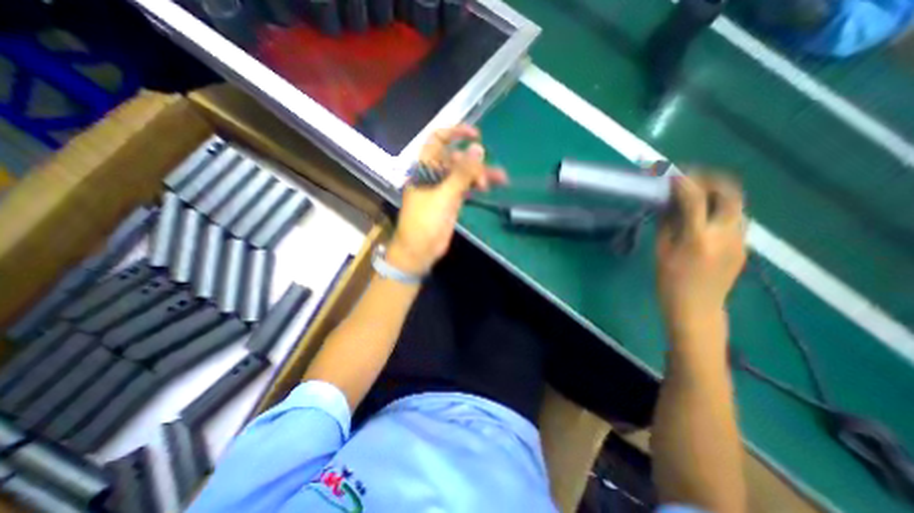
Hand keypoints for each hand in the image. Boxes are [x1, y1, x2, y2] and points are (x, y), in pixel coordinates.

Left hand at [386, 124, 510, 275]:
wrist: (420, 250)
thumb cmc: (425, 221)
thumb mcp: (444, 195)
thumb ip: (461, 173)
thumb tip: (478, 148)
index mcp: (424, 168)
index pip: (438, 141)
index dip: (455, 133)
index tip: (476, 135)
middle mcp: (434, 174)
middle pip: (457, 159)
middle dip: (474, 163)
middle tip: (486, 176)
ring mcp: (444, 188)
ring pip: (464, 174)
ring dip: (481, 174)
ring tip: (501, 179)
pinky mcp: (452, 200)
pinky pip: (467, 187)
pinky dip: (477, 185)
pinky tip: (489, 187)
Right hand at [658, 175, 749, 337]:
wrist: (697, 309)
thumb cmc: (669, 282)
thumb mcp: (661, 251)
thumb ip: (667, 224)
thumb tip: (669, 203)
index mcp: (698, 237)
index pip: (695, 198)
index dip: (684, 182)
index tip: (673, 173)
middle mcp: (726, 234)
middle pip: (731, 194)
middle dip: (711, 179)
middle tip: (691, 178)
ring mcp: (741, 240)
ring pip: (737, 205)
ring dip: (718, 194)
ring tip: (697, 195)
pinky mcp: (745, 247)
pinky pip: (736, 219)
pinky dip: (720, 210)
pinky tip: (704, 216)